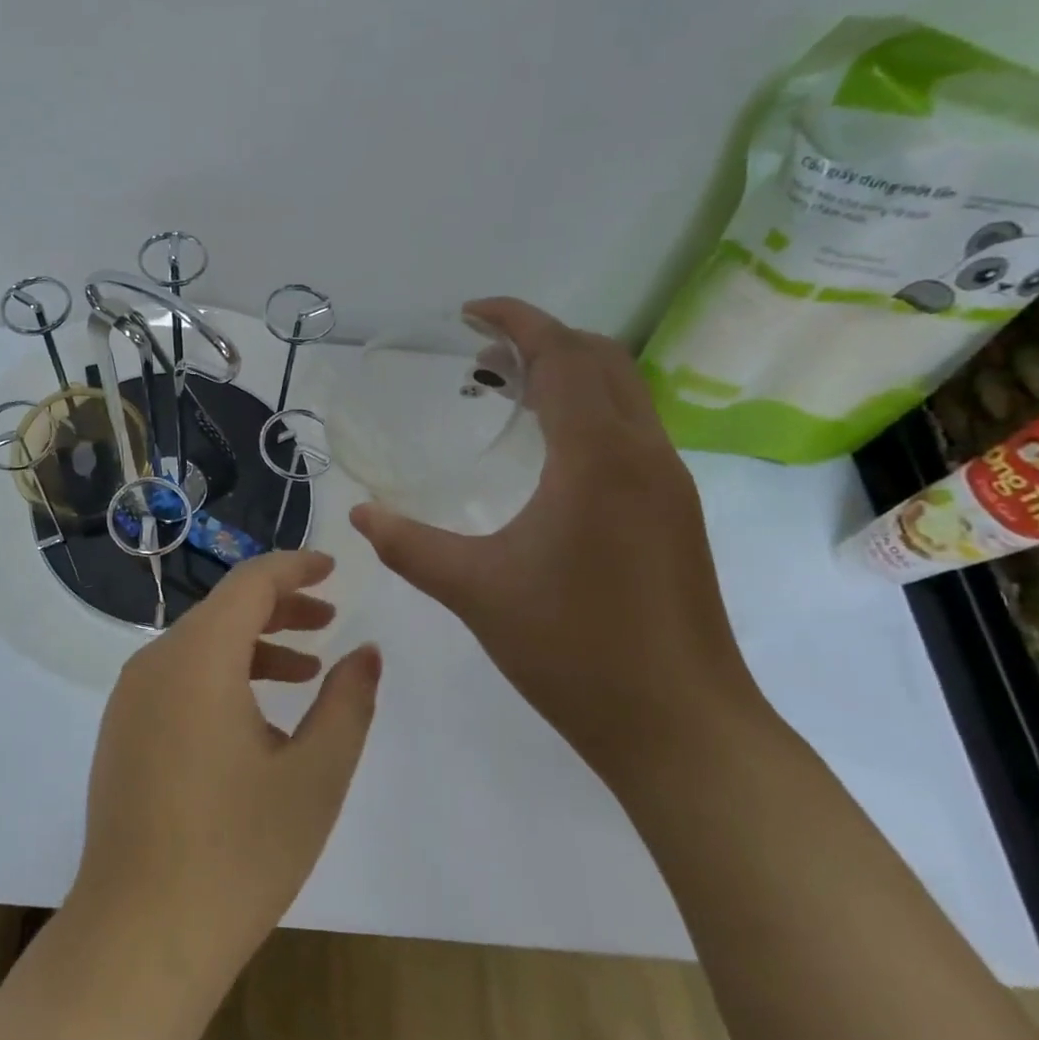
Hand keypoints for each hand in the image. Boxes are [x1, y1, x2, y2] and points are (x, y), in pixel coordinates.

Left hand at [70, 551, 380, 976]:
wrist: (139, 935)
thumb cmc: (238, 851)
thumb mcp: (314, 775)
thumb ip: (347, 703)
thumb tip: (366, 652)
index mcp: (197, 657)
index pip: (249, 583)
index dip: (294, 568)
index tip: (333, 569)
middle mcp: (155, 661)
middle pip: (223, 611)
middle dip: (279, 608)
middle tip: (329, 621)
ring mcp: (130, 697)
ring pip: (199, 645)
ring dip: (253, 646)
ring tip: (305, 671)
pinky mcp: (122, 730)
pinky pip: (177, 678)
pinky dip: (221, 676)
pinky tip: (257, 718)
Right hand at [349, 297, 765, 780]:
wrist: (680, 726)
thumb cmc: (573, 649)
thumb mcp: (474, 590)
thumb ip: (408, 544)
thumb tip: (359, 513)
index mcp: (597, 458)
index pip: (563, 355)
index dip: (516, 321)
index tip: (469, 312)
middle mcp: (642, 455)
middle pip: (602, 360)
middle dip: (542, 340)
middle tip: (480, 355)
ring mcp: (667, 485)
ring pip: (623, 394)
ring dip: (567, 375)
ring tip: (505, 393)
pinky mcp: (674, 514)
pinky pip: (630, 431)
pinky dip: (586, 411)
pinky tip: (546, 454)